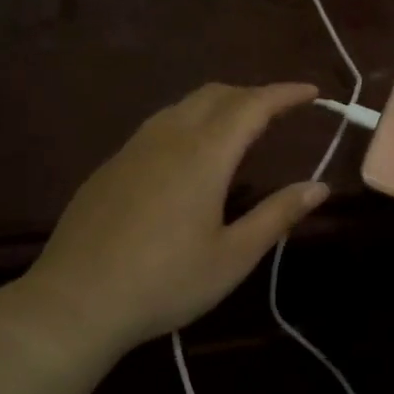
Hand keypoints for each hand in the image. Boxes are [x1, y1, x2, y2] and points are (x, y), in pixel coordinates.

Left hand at [0, 83, 328, 360]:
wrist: (75, 301)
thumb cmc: (165, 282)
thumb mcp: (233, 256)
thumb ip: (278, 215)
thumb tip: (318, 186)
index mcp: (204, 155)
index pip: (253, 106)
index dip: (285, 94)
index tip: (312, 92)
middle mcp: (168, 138)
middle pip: (216, 95)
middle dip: (253, 95)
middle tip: (280, 113)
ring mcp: (133, 148)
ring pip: (183, 106)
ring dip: (219, 105)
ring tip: (240, 130)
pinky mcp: (111, 166)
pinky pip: (159, 126)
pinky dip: (189, 123)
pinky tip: (190, 158)